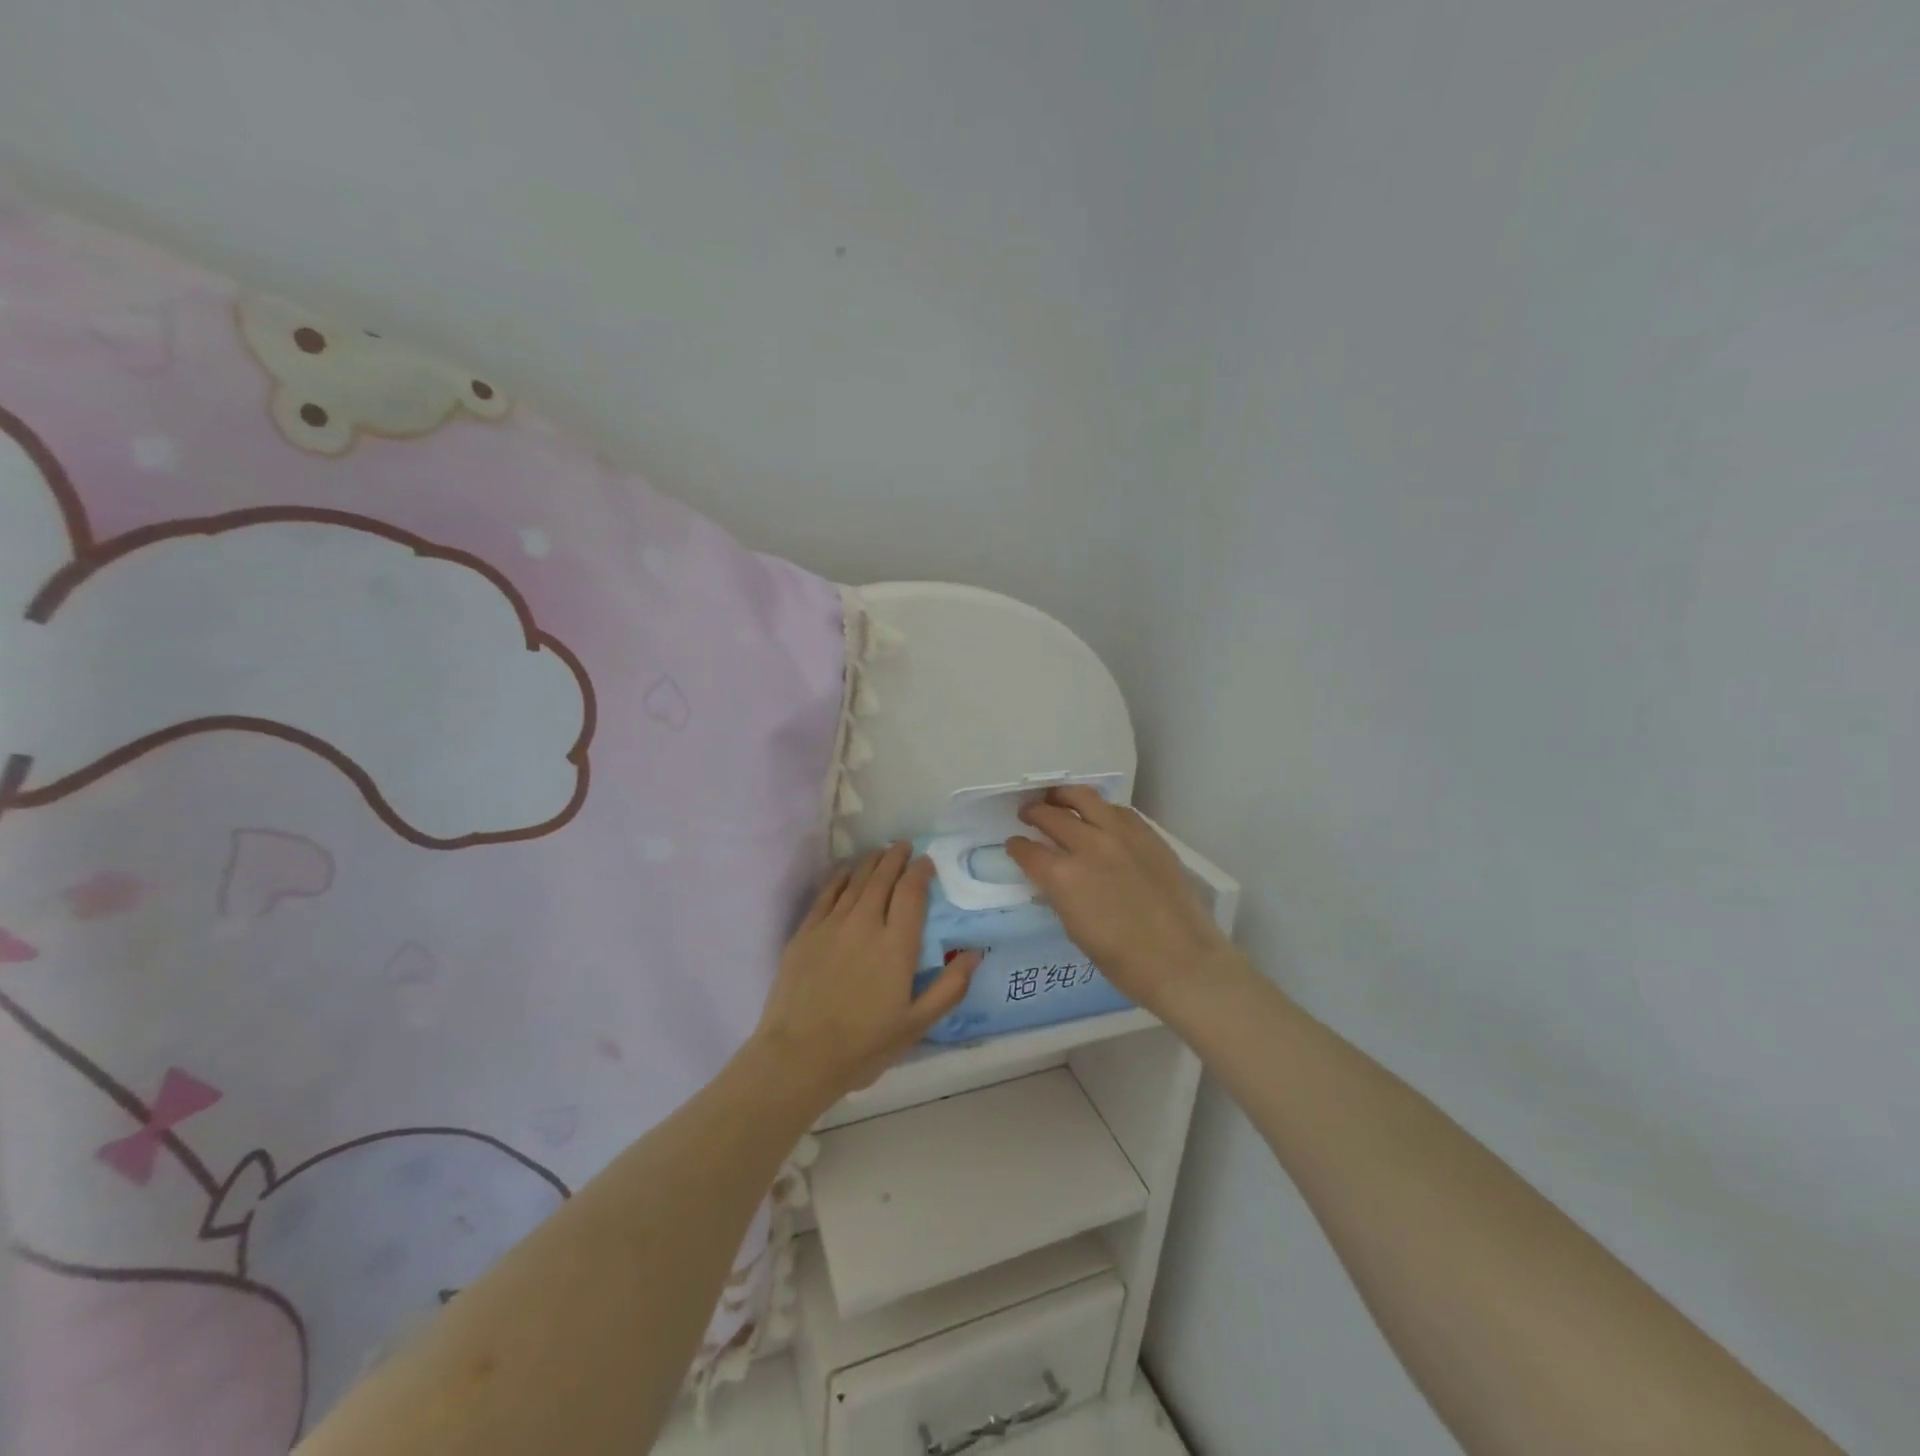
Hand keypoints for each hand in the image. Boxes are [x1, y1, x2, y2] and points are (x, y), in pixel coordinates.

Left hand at [753, 843, 979, 1103]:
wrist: (798, 1056)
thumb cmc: (863, 1045)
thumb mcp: (916, 1025)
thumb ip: (949, 988)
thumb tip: (974, 953)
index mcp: (896, 945)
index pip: (911, 893)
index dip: (920, 872)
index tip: (927, 862)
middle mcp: (865, 924)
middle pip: (882, 878)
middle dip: (896, 858)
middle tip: (904, 846)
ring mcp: (832, 925)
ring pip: (855, 880)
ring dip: (870, 862)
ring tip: (880, 852)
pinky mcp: (806, 932)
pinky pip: (826, 893)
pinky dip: (839, 876)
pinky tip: (845, 871)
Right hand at [1005, 786, 1241, 1017]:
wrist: (1182, 961)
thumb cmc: (1123, 961)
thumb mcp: (1075, 929)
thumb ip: (1059, 894)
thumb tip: (1052, 877)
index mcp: (1063, 876)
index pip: (1028, 851)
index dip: (1017, 847)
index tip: (1014, 844)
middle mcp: (1088, 845)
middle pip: (1052, 816)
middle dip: (1034, 813)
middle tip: (1028, 814)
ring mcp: (1121, 835)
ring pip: (1084, 798)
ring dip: (1064, 797)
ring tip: (1057, 799)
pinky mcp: (1147, 834)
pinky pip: (1117, 810)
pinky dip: (1100, 809)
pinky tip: (1099, 815)